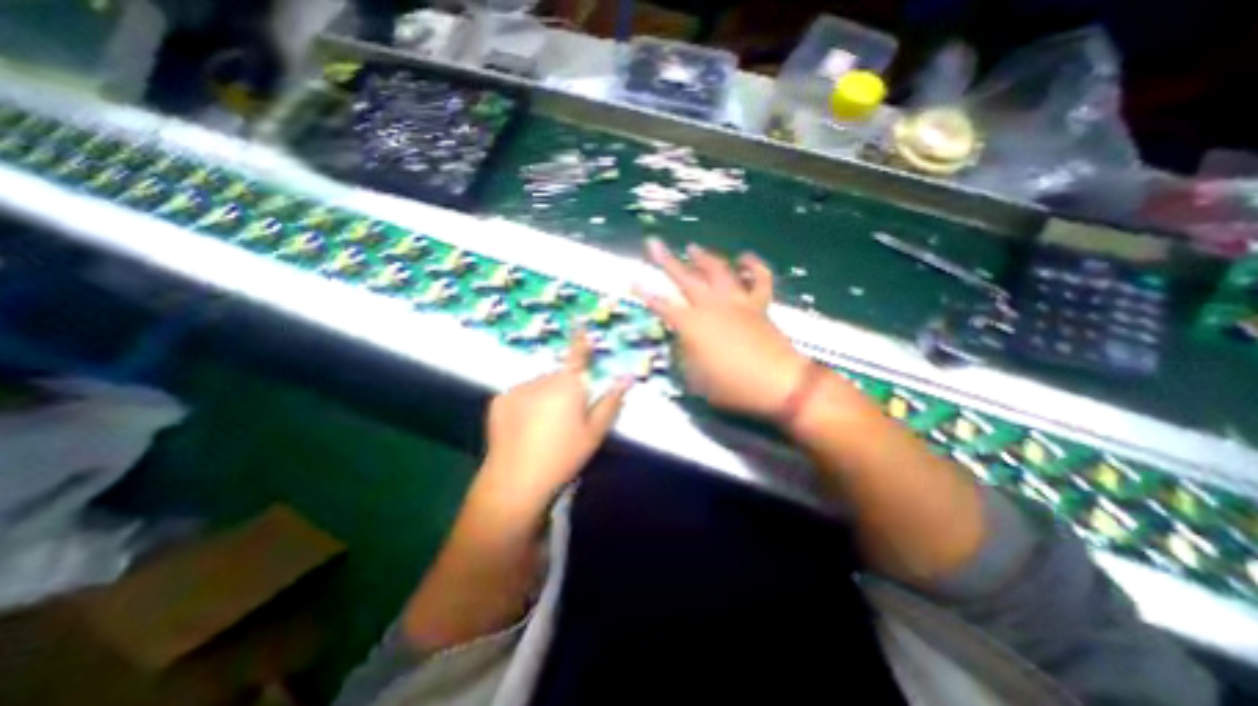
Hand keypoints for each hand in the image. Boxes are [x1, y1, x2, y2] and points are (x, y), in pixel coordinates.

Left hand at [477, 333, 629, 510]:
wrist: (516, 479)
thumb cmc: (563, 455)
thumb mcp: (594, 432)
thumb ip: (611, 402)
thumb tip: (627, 378)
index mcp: (569, 384)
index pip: (577, 355)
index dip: (580, 338)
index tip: (579, 322)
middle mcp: (543, 378)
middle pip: (559, 376)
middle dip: (565, 388)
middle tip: (566, 418)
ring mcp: (518, 388)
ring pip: (538, 386)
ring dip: (544, 396)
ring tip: (543, 427)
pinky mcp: (499, 399)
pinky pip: (519, 395)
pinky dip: (524, 404)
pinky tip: (524, 428)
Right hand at [641, 240, 804, 418]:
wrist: (779, 384)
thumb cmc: (733, 387)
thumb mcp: (698, 379)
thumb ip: (686, 357)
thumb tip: (683, 343)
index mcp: (693, 326)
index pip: (663, 305)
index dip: (646, 293)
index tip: (633, 280)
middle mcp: (712, 307)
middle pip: (685, 278)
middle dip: (666, 260)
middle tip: (654, 243)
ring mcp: (737, 302)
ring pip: (719, 271)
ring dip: (704, 258)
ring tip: (692, 248)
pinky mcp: (759, 305)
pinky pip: (759, 279)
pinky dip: (753, 266)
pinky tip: (745, 258)